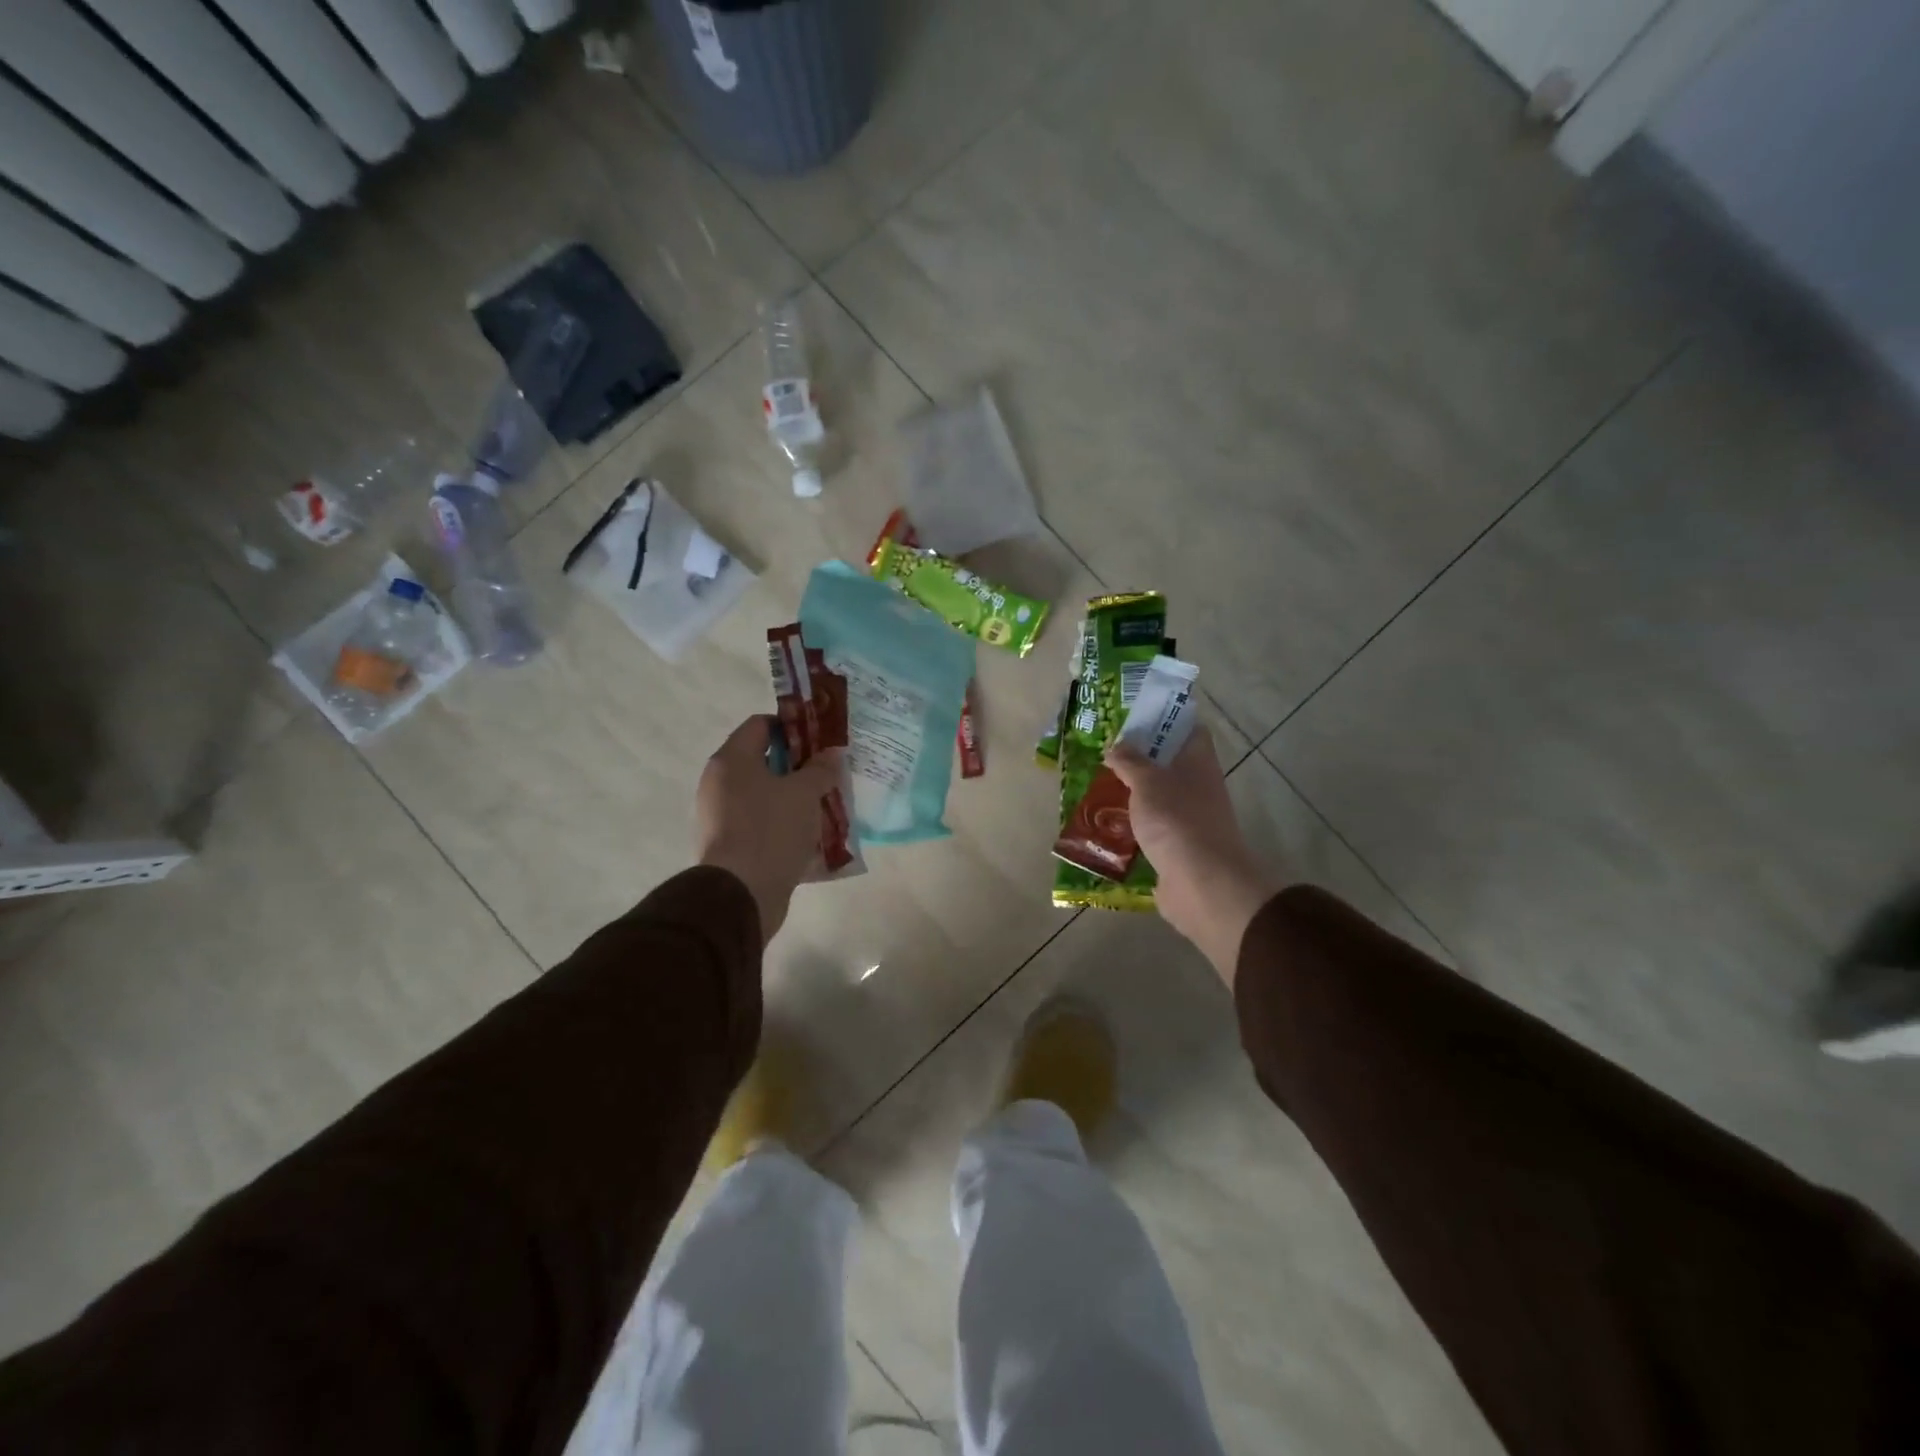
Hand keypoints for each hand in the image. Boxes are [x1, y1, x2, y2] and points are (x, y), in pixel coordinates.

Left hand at [696, 715, 842, 944]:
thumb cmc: (771, 830)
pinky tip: (809, 832)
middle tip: (828, 772)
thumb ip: (820, 769)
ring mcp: (720, 815)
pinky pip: (760, 822)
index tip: (821, 739)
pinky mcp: (729, 844)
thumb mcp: (805, 793)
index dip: (792, 726)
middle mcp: (719, 782)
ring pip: (764, 794)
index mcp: (732, 760)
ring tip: (825, 803)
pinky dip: (783, 822)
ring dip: (793, 796)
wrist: (741, 894)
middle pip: (762, 760)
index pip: (760, 725)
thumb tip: (831, 754)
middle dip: (798, 764)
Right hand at [1105, 725, 1282, 982]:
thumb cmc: (1177, 821)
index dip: (1164, 719)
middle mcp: (1197, 787)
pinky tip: (1104, 823)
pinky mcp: (1175, 848)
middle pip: (1168, 764)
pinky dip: (1131, 826)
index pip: (1187, 730)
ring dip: (1131, 793)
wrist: (1202, 885)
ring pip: (1157, 797)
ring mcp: (1188, 819)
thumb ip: (1130, 761)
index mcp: (1198, 762)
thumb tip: (1116, 746)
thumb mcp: (1147, 782)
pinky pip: (1150, 829)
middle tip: (1104, 751)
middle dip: (1138, 758)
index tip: (1132, 717)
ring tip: (1096, 785)